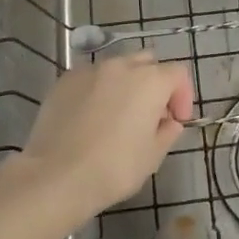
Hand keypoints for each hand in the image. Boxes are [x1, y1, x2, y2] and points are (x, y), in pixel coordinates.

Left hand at [19, 53, 194, 229]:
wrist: (56, 176)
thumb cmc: (114, 168)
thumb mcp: (152, 156)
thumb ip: (167, 132)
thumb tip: (169, 122)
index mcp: (150, 81)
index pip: (177, 74)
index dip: (182, 96)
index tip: (176, 121)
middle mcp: (121, 66)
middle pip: (148, 63)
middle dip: (154, 84)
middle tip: (150, 115)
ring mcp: (90, 70)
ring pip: (117, 67)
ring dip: (125, 85)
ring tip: (117, 115)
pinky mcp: (65, 80)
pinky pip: (91, 78)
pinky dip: (98, 90)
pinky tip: (90, 117)